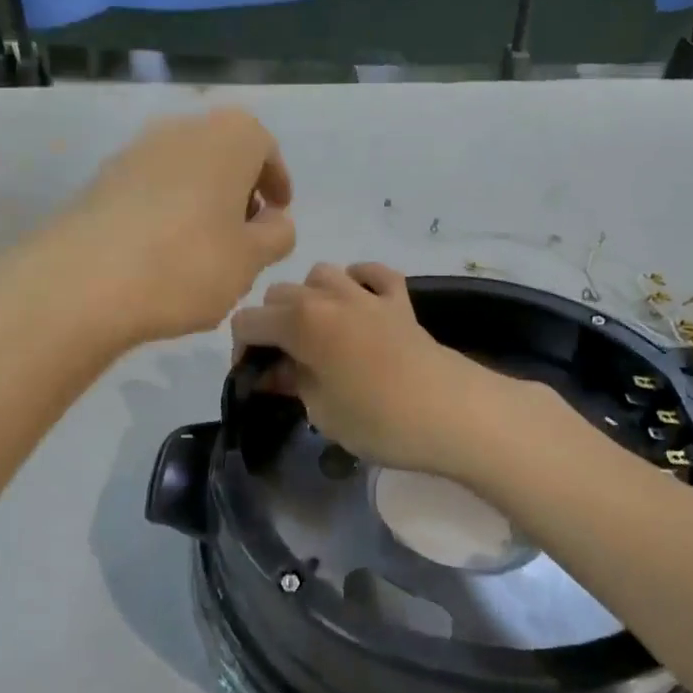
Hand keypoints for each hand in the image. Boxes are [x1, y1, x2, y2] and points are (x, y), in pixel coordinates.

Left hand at [53, 107, 295, 345]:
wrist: (84, 282)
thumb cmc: (188, 263)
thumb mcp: (252, 259)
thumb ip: (276, 235)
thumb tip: (275, 220)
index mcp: (228, 137)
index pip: (264, 146)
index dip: (276, 181)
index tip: (278, 213)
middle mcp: (181, 129)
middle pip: (222, 154)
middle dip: (238, 190)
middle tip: (244, 233)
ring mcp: (135, 151)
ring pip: (184, 170)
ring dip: (201, 201)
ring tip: (204, 249)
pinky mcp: (101, 180)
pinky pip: (149, 189)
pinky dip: (166, 211)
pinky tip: (163, 254)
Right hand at [229, 263, 524, 477]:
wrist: (451, 412)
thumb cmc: (377, 419)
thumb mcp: (321, 410)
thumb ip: (292, 382)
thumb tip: (277, 371)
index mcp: (300, 321)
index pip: (248, 321)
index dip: (242, 349)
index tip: (254, 376)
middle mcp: (328, 296)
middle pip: (279, 294)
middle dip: (272, 323)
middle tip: (284, 361)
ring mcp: (366, 294)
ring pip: (321, 274)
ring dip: (310, 296)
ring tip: (319, 330)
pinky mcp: (399, 301)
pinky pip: (373, 273)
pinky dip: (360, 281)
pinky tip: (360, 303)